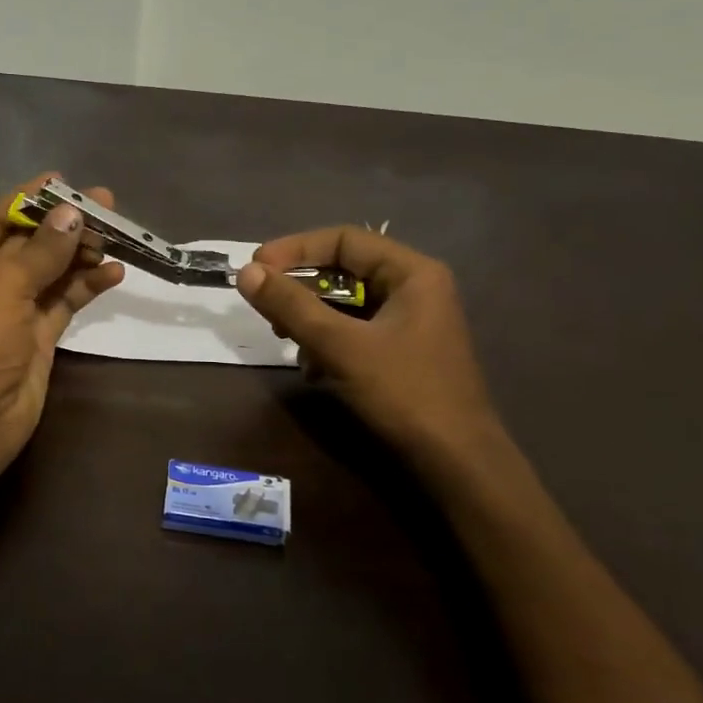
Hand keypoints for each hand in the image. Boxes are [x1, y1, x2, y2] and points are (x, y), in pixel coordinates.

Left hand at [0, 174, 124, 487]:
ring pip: (53, 270)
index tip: (67, 180)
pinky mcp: (39, 335)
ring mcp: (15, 309)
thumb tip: (71, 212)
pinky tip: (115, 272)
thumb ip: (41, 250)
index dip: (31, 198)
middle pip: (32, 242)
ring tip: (119, 235)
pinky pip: (65, 300)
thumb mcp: (4, 287)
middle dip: (66, 224)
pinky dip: (87, 285)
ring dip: (81, 253)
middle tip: (108, 205)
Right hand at [236, 228, 500, 462]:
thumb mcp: (340, 346)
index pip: (343, 240)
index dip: (295, 250)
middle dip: (301, 290)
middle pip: (344, 271)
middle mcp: (415, 288)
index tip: (256, 269)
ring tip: (287, 342)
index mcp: (412, 273)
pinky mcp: (403, 350)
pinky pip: (355, 330)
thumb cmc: (404, 393)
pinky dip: (328, 343)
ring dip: (311, 320)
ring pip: (346, 304)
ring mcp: (410, 321)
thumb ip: (291, 306)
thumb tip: (245, 272)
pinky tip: (313, 370)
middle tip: (267, 309)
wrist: (457, 462)